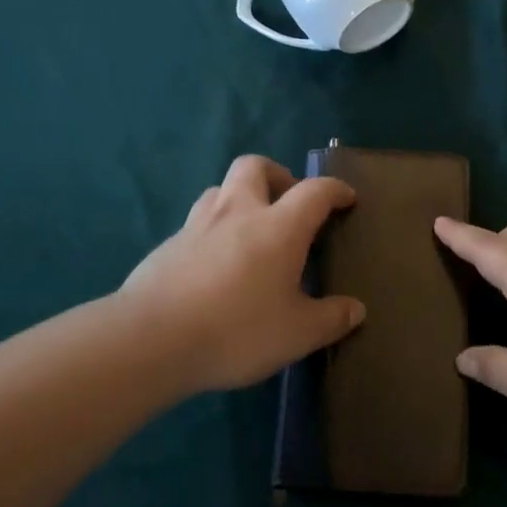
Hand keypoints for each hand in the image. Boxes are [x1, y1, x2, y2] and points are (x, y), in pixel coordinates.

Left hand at [121, 155, 363, 392]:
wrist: (150, 340)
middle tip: (289, 204)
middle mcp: (237, 213)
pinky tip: (216, 265)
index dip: (335, 190)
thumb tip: (355, 310)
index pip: (314, 192)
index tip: (346, 199)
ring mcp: (196, 226)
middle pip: (255, 167)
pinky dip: (214, 230)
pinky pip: (197, 222)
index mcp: (278, 227)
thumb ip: (330, 319)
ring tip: (251, 231)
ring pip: (221, 189)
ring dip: (241, 198)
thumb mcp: (297, 334)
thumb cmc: (236, 330)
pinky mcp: (167, 246)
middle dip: (278, 174)